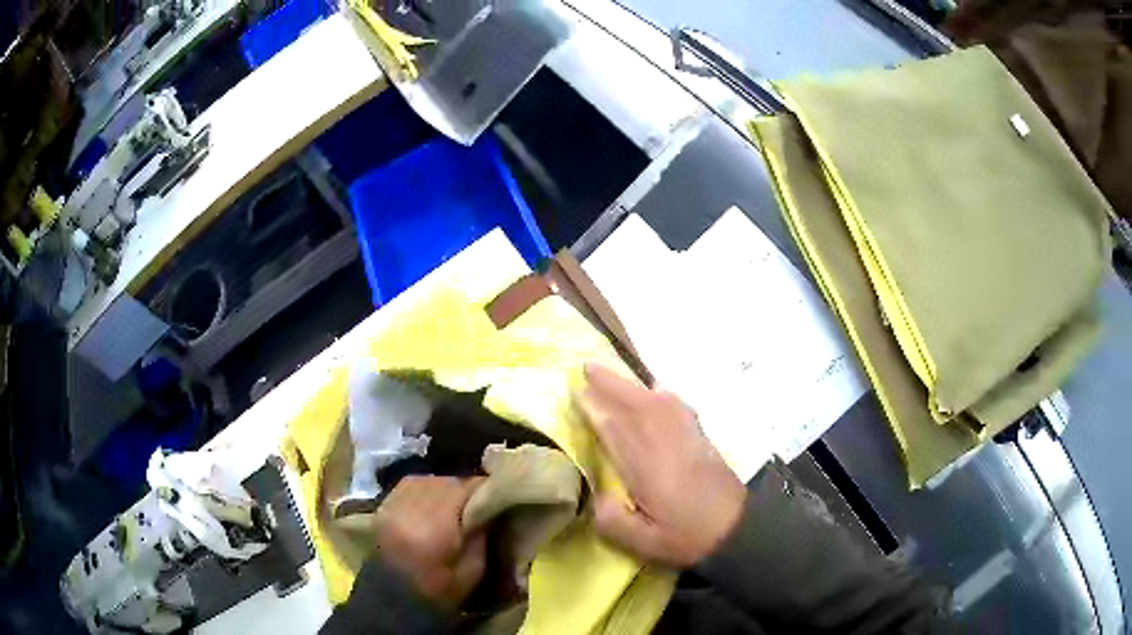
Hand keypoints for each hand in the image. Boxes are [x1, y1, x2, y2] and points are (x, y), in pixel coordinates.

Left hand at [373, 476, 485, 608]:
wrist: (393, 601)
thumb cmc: (440, 592)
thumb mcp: (474, 569)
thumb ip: (482, 533)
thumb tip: (491, 506)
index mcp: (435, 527)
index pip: (465, 489)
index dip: (484, 489)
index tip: (498, 495)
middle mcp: (410, 508)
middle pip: (445, 481)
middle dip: (465, 487)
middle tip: (479, 500)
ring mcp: (393, 505)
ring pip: (427, 479)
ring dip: (445, 487)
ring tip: (456, 501)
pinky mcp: (384, 506)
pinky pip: (409, 485)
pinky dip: (425, 488)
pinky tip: (434, 501)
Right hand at [577, 363, 746, 568]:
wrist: (738, 530)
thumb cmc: (688, 537)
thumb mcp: (644, 543)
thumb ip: (613, 521)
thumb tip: (595, 496)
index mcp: (647, 469)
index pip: (615, 430)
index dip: (595, 408)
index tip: (576, 391)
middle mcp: (666, 444)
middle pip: (636, 405)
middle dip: (611, 384)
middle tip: (588, 366)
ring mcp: (687, 438)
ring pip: (658, 401)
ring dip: (634, 384)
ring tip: (614, 375)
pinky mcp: (702, 439)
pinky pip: (679, 406)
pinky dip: (663, 394)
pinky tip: (658, 391)